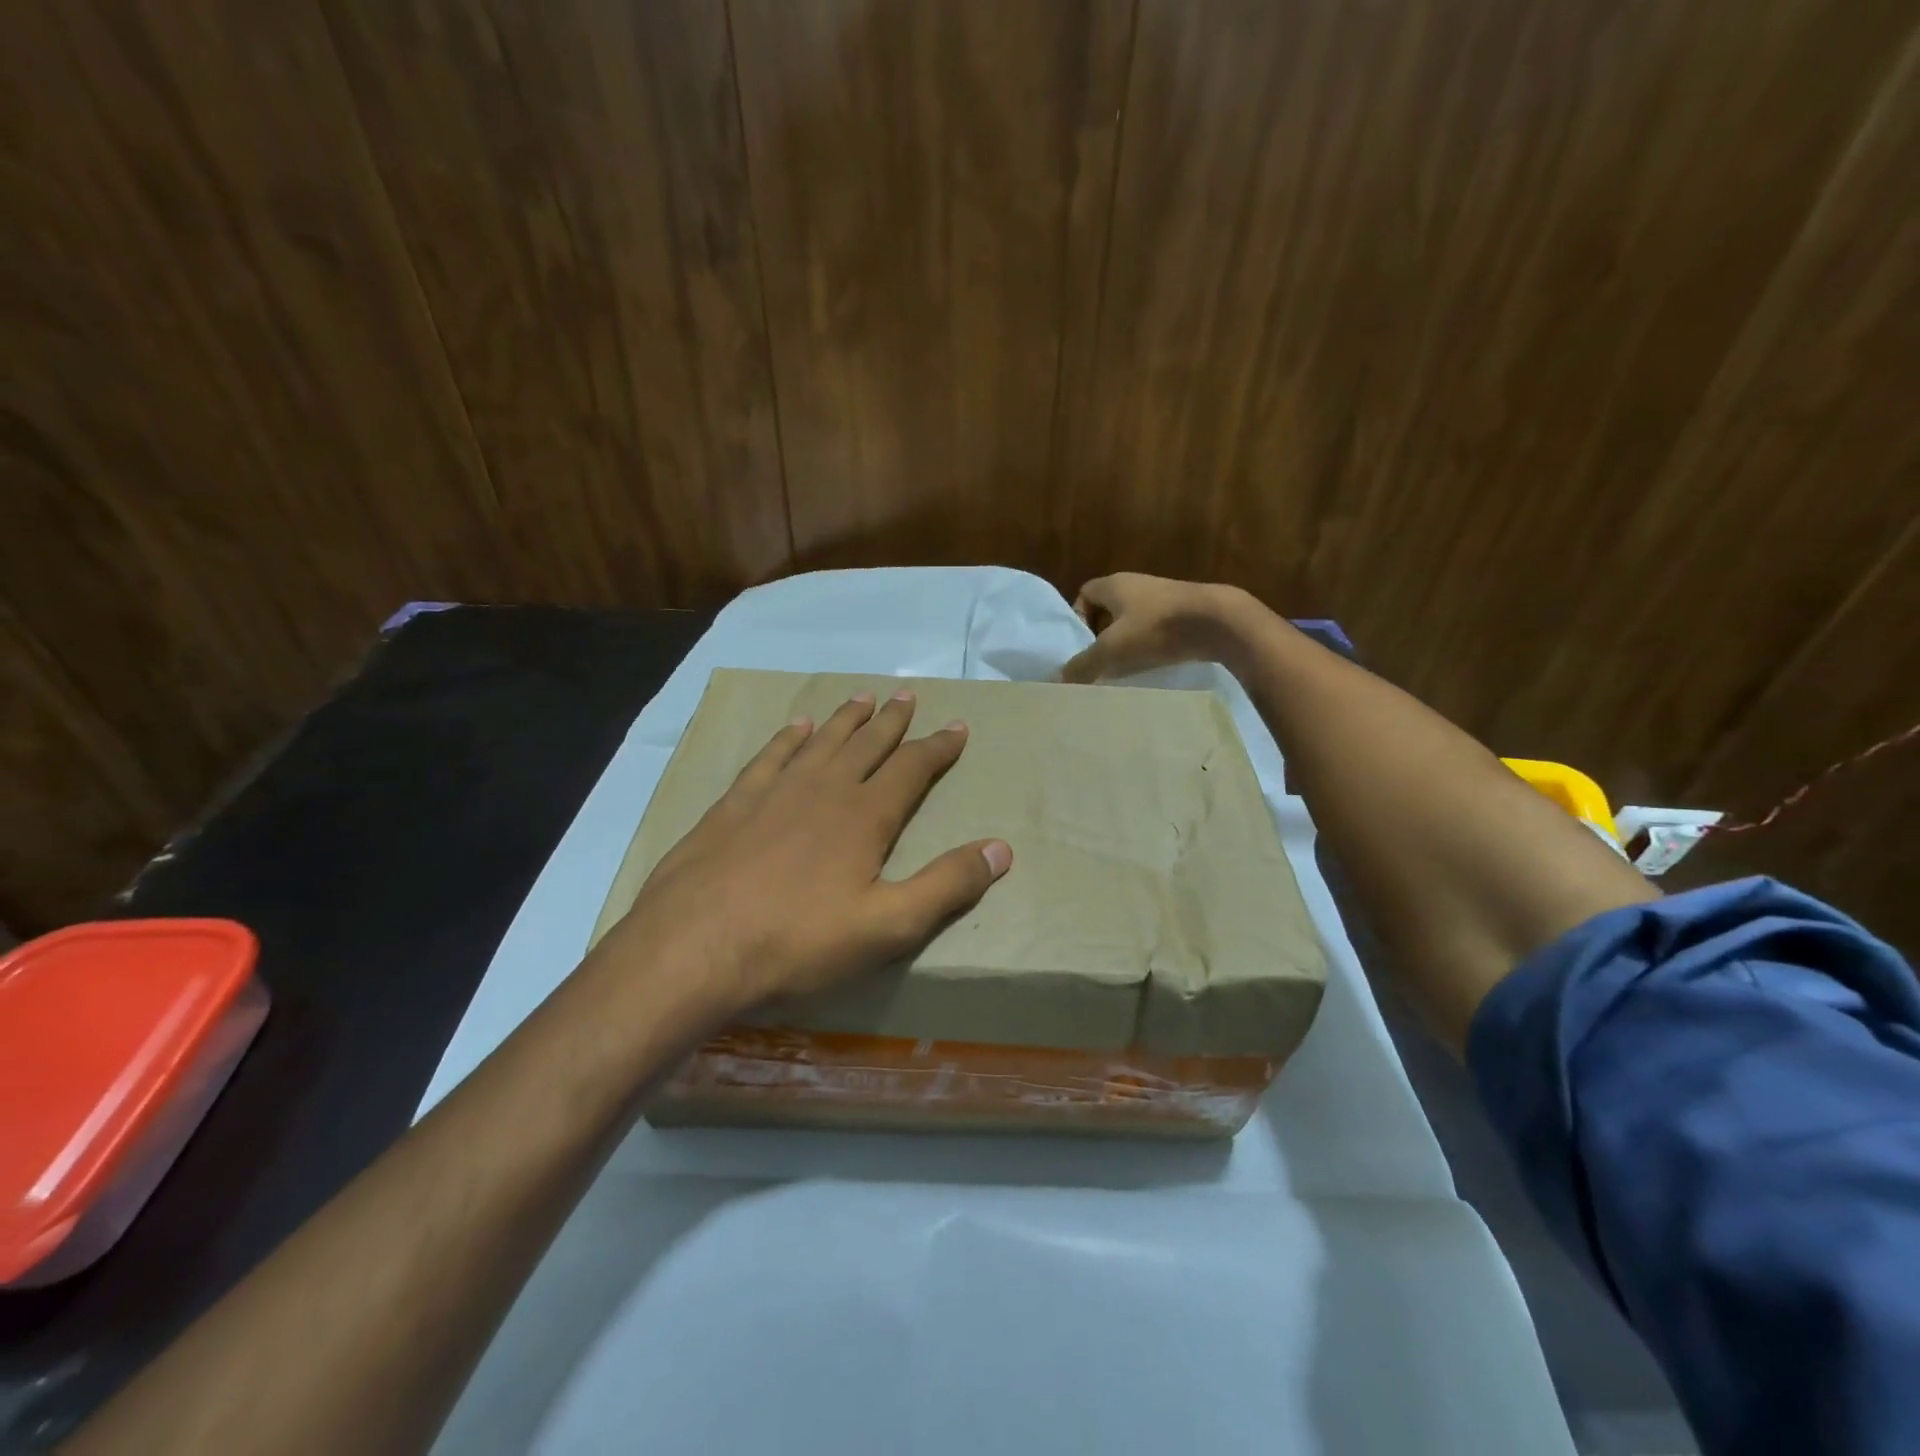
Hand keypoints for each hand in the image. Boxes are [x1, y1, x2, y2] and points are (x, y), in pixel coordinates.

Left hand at [596, 690, 1012, 1018]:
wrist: (693, 948)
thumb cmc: (797, 942)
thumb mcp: (888, 926)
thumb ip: (947, 885)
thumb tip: (1001, 849)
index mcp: (863, 816)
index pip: (912, 768)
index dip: (938, 747)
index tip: (957, 727)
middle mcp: (823, 790)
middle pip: (866, 744)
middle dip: (892, 721)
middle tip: (908, 696)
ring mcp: (774, 792)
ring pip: (820, 742)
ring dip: (845, 720)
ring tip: (862, 698)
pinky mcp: (733, 806)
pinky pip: (770, 757)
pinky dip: (787, 738)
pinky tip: (795, 727)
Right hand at [1058, 574, 1245, 682]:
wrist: (1219, 622)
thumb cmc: (1157, 629)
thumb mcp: (1112, 651)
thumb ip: (1083, 665)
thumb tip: (1058, 679)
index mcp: (1115, 584)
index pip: (1085, 592)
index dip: (1078, 617)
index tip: (1082, 644)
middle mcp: (1139, 584)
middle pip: (1110, 608)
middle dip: (1102, 634)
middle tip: (1100, 661)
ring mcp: (1165, 597)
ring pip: (1135, 619)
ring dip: (1128, 641)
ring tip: (1126, 668)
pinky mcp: (1187, 612)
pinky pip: (1159, 627)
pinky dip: (1152, 644)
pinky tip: (1155, 665)